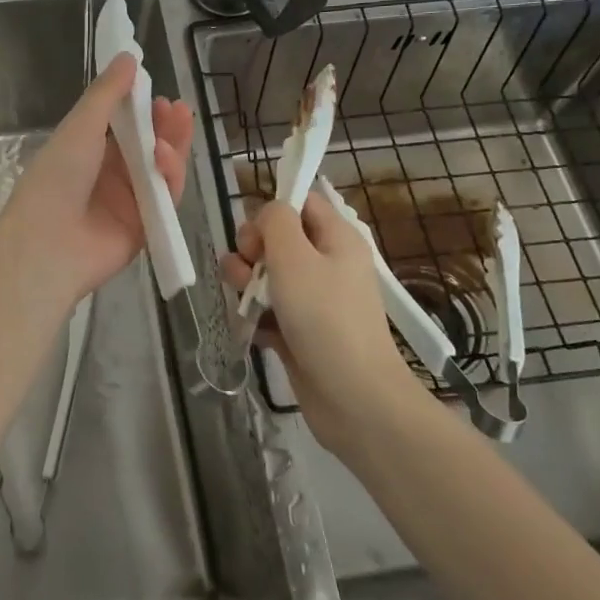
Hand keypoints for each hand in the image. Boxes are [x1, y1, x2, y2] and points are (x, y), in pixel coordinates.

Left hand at [0, 53, 193, 309]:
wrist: (47, 244)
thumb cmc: (56, 178)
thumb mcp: (80, 127)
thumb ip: (107, 94)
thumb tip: (128, 57)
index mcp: (88, 151)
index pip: (124, 126)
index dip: (144, 109)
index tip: (159, 93)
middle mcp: (110, 176)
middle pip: (149, 147)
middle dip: (166, 127)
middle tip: (179, 109)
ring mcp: (129, 202)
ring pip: (162, 171)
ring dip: (171, 147)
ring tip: (177, 125)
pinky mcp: (145, 228)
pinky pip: (166, 199)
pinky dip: (170, 177)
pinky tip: (166, 158)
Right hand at [220, 191, 423, 460]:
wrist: (354, 398)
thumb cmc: (325, 318)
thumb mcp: (295, 257)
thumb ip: (275, 221)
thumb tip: (267, 212)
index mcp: (336, 238)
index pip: (301, 201)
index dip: (272, 210)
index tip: (257, 234)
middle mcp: (326, 263)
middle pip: (277, 238)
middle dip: (251, 250)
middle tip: (250, 272)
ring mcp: (313, 299)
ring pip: (266, 275)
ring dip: (246, 283)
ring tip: (246, 302)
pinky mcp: (299, 331)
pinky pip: (268, 310)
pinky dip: (255, 315)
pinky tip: (251, 328)